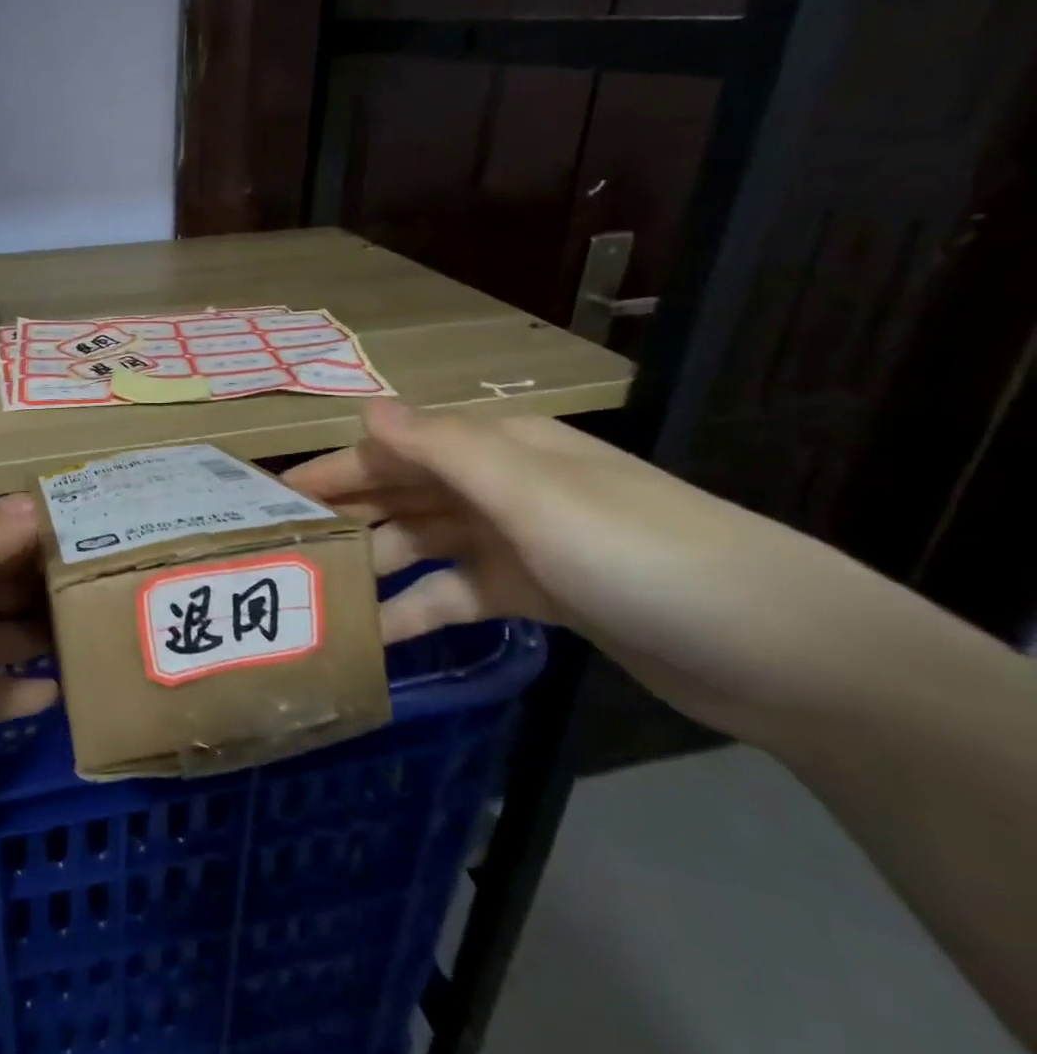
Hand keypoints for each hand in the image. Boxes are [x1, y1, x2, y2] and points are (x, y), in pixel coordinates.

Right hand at [283, 400, 916, 746]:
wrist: (779, 649)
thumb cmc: (639, 553)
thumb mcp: (533, 494)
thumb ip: (442, 449)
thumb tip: (364, 404)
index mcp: (498, 449)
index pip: (395, 449)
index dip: (335, 469)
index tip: (274, 498)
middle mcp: (501, 487)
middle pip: (404, 495)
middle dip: (346, 516)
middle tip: (281, 550)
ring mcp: (519, 542)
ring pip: (425, 545)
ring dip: (376, 566)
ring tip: (319, 597)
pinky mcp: (537, 593)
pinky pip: (458, 594)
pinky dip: (420, 609)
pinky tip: (380, 635)